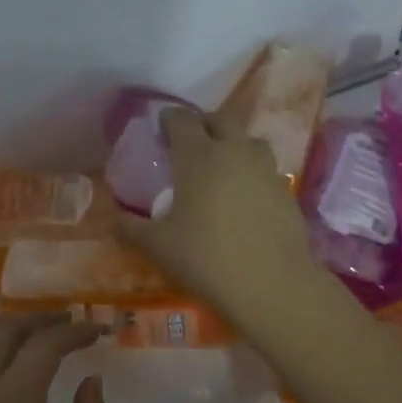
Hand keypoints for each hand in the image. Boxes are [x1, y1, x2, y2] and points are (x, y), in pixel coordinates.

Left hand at [0, 314, 115, 402]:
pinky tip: (5, 381)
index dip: (75, 330)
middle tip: (69, 323)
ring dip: (10, 334)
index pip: (45, 344)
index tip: (100, 330)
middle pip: (2, 331)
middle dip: (38, 319)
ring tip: (40, 343)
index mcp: (10, 402)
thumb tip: (91, 382)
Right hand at [116, 109, 320, 321]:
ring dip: (232, 143)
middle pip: (218, 121)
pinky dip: (251, 170)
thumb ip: (130, 228)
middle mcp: (234, 152)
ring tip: (221, 163)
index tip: (160, 127)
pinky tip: (244, 195)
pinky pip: (265, 168)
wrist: (270, 284)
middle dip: (201, 125)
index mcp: (198, 156)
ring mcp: (265, 169)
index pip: (181, 120)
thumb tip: (115, 219)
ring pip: (248, 140)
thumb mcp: (156, 246)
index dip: (168, 119)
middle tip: (188, 142)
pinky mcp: (286, 190)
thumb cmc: (205, 258)